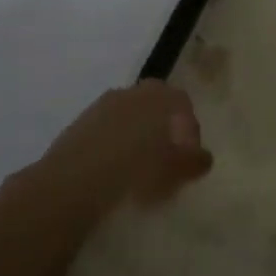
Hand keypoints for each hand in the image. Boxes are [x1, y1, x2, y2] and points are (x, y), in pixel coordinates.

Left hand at [37, 80, 213, 209]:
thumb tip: (204, 157)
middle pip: (155, 108)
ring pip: (128, 120)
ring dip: (136, 141)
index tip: (188, 160)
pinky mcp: (77, 126)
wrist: (71, 183)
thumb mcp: (176, 168)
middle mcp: (131, 92)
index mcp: (158, 94)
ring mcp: (101, 107)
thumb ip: (194, 160)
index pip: (182, 104)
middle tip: (165, 165)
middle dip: (163, 133)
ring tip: (137, 175)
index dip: (190, 131)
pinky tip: (111, 176)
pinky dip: (113, 149)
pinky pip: (105, 134)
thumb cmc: (135, 170)